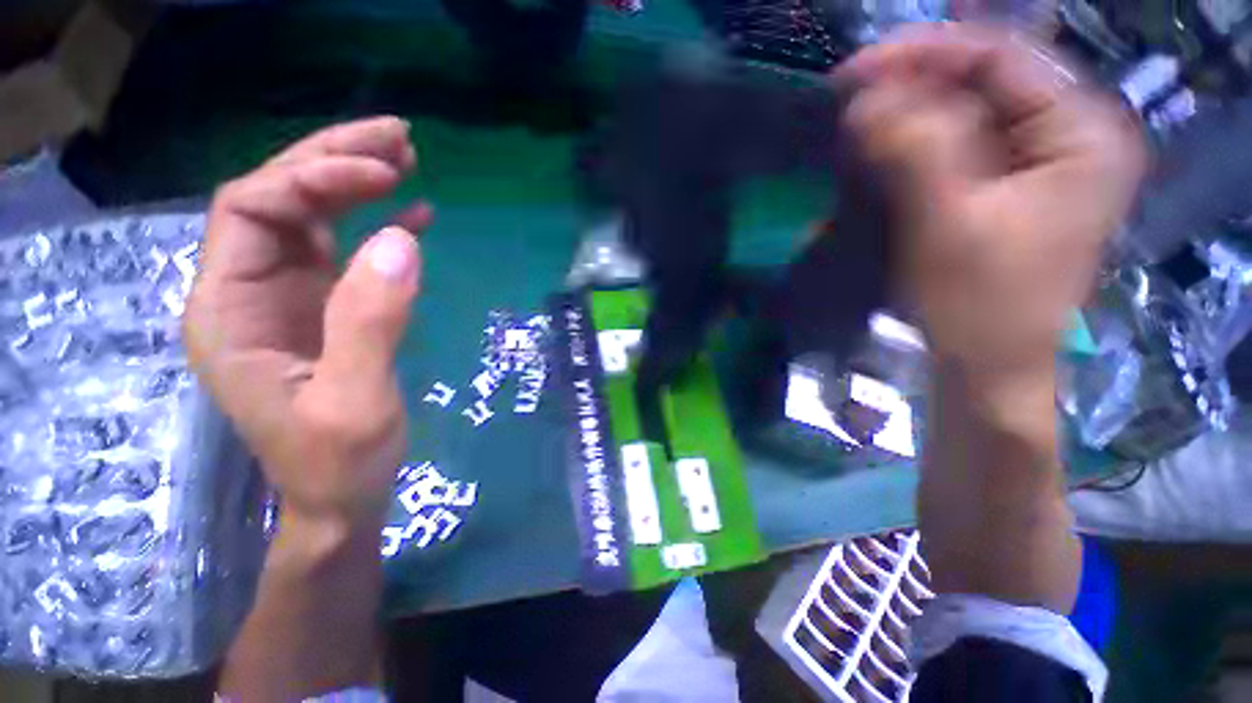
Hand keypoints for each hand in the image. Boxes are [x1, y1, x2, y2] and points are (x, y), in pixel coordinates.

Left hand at [186, 117, 428, 537]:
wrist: (341, 498)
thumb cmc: (340, 462)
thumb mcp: (356, 401)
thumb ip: (371, 321)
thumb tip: (402, 242)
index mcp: (230, 310)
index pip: (253, 208)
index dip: (313, 177)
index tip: (385, 173)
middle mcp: (246, 291)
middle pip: (276, 199)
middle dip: (331, 160)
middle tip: (396, 136)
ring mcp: (285, 299)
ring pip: (309, 217)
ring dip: (354, 183)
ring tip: (404, 158)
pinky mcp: (322, 309)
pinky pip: (342, 251)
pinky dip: (375, 226)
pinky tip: (412, 215)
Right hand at [840, 25, 1145, 379]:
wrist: (986, 366)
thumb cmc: (980, 306)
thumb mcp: (950, 225)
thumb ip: (915, 151)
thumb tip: (866, 98)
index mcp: (1081, 132)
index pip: (1000, 55)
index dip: (924, 53)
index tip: (853, 74)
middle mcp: (1067, 134)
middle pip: (983, 80)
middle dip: (911, 85)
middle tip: (846, 100)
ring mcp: (1036, 160)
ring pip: (964, 112)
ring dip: (905, 114)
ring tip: (854, 124)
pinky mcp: (1003, 186)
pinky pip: (954, 146)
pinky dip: (910, 143)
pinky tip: (876, 150)